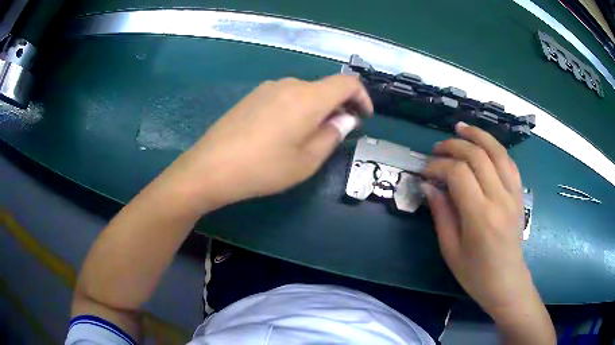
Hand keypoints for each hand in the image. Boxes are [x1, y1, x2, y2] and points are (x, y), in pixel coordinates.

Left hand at [164, 75, 372, 212]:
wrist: (211, 167)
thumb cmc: (264, 168)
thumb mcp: (308, 160)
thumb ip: (333, 134)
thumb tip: (346, 118)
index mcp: (308, 97)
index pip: (347, 83)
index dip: (362, 97)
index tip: (364, 117)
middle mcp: (289, 84)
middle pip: (325, 88)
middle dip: (338, 107)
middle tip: (337, 133)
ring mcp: (267, 88)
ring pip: (304, 93)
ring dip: (316, 110)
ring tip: (309, 137)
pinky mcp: (252, 97)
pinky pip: (285, 97)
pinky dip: (297, 109)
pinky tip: (284, 133)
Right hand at [420, 123, 536, 320]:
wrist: (507, 282)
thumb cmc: (476, 274)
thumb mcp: (451, 250)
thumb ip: (441, 214)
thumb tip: (429, 186)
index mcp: (480, 217)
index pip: (458, 174)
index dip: (438, 165)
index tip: (425, 170)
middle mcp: (500, 199)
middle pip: (478, 156)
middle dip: (454, 146)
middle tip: (437, 148)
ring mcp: (513, 194)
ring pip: (498, 152)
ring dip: (478, 136)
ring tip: (461, 128)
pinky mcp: (520, 195)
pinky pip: (509, 162)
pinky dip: (496, 148)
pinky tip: (485, 146)